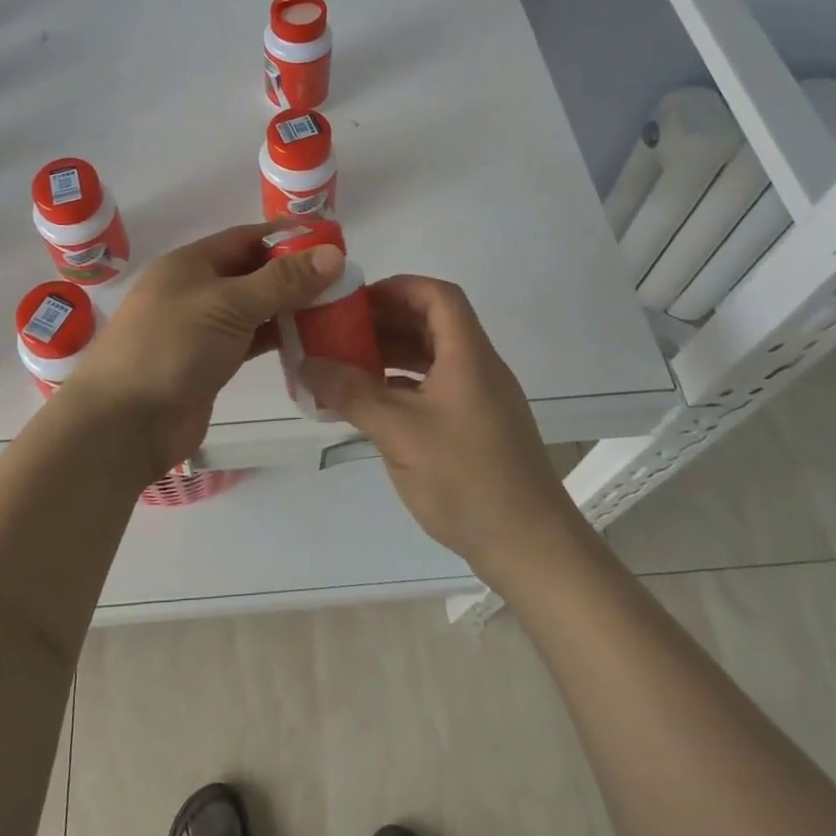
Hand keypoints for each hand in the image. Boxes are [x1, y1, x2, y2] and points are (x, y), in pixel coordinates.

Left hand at [65, 223, 343, 485]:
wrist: (125, 423)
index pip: (246, 238)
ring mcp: (202, 329)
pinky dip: (277, 339)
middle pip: (252, 273)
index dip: (286, 237)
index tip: (330, 242)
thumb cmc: (172, 347)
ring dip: (289, 308)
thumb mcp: (228, 304)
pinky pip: (251, 341)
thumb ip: (282, 281)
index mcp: (190, 263)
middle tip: (343, 280)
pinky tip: (310, 341)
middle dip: (294, 275)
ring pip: (254, 309)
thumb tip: (334, 253)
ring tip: (336, 309)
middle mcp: (196, 290)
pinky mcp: (209, 363)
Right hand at [301, 276, 578, 580]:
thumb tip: (305, 363)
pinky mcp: (477, 428)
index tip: (356, 300)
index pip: (438, 296)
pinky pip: (436, 387)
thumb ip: (351, 393)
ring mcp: (480, 399)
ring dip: (392, 354)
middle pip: (433, 324)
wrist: (530, 547)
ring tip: (347, 364)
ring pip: (433, 358)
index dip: (397, 288)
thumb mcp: (400, 432)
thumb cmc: (466, 479)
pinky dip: (403, 385)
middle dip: (385, 321)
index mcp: (468, 355)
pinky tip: (373, 402)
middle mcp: (478, 368)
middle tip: (340, 331)